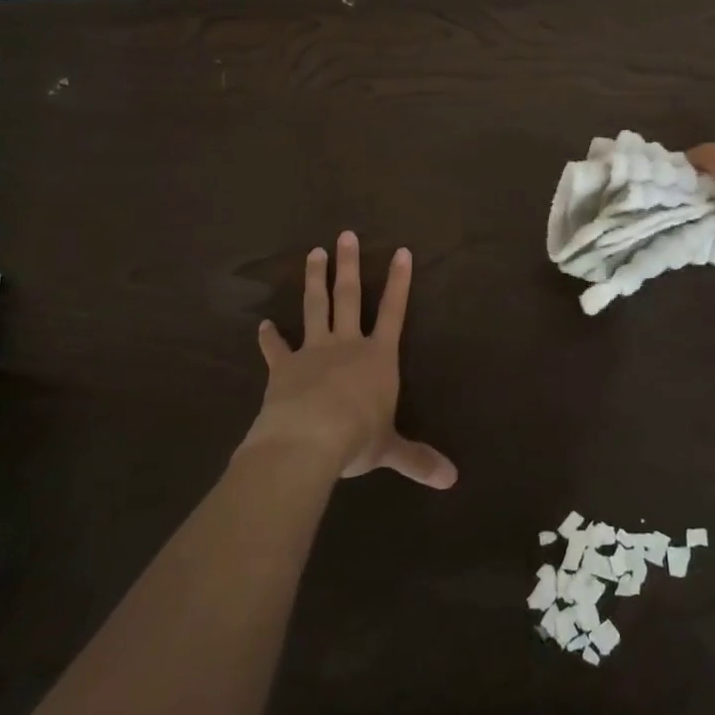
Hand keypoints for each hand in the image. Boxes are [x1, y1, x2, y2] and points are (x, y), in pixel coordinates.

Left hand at [243, 232, 456, 489]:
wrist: (306, 440)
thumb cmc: (356, 438)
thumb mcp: (391, 449)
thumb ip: (418, 459)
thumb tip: (452, 480)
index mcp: (378, 357)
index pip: (393, 311)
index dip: (398, 282)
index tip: (400, 251)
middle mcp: (347, 345)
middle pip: (349, 297)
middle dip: (349, 265)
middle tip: (345, 235)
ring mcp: (313, 352)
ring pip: (315, 308)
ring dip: (314, 280)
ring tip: (313, 253)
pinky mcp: (283, 368)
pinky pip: (276, 349)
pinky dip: (269, 338)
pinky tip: (262, 325)